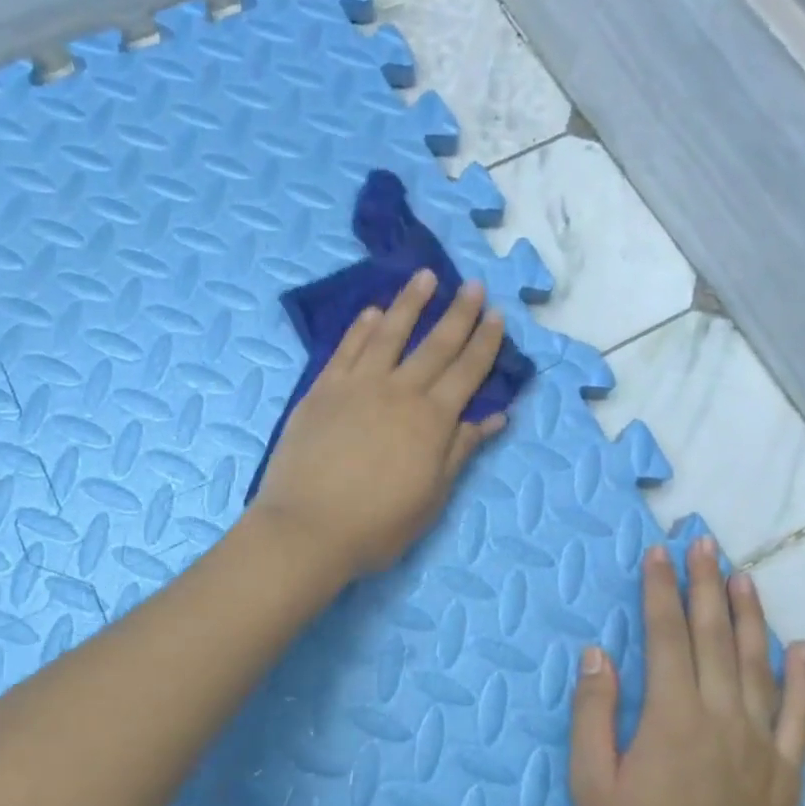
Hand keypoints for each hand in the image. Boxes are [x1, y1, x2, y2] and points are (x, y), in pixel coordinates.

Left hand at [249, 268, 508, 580]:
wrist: (307, 528)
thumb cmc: (377, 525)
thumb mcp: (432, 496)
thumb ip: (461, 450)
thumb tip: (495, 416)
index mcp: (431, 420)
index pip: (467, 372)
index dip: (484, 343)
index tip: (497, 315)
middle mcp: (399, 392)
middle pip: (435, 345)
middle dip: (458, 313)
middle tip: (473, 285)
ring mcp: (357, 386)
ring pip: (389, 334)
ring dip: (410, 303)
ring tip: (425, 277)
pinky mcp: (322, 390)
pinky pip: (346, 349)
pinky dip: (362, 328)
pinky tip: (372, 312)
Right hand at [570, 538, 804, 805]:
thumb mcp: (591, 784)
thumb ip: (593, 713)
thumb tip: (597, 653)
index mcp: (671, 717)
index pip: (667, 637)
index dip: (660, 591)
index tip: (658, 552)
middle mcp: (722, 718)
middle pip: (715, 638)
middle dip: (705, 585)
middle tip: (703, 542)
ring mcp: (761, 745)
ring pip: (759, 665)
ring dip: (750, 616)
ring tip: (744, 575)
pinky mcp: (787, 774)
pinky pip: (799, 716)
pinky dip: (801, 678)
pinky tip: (801, 648)